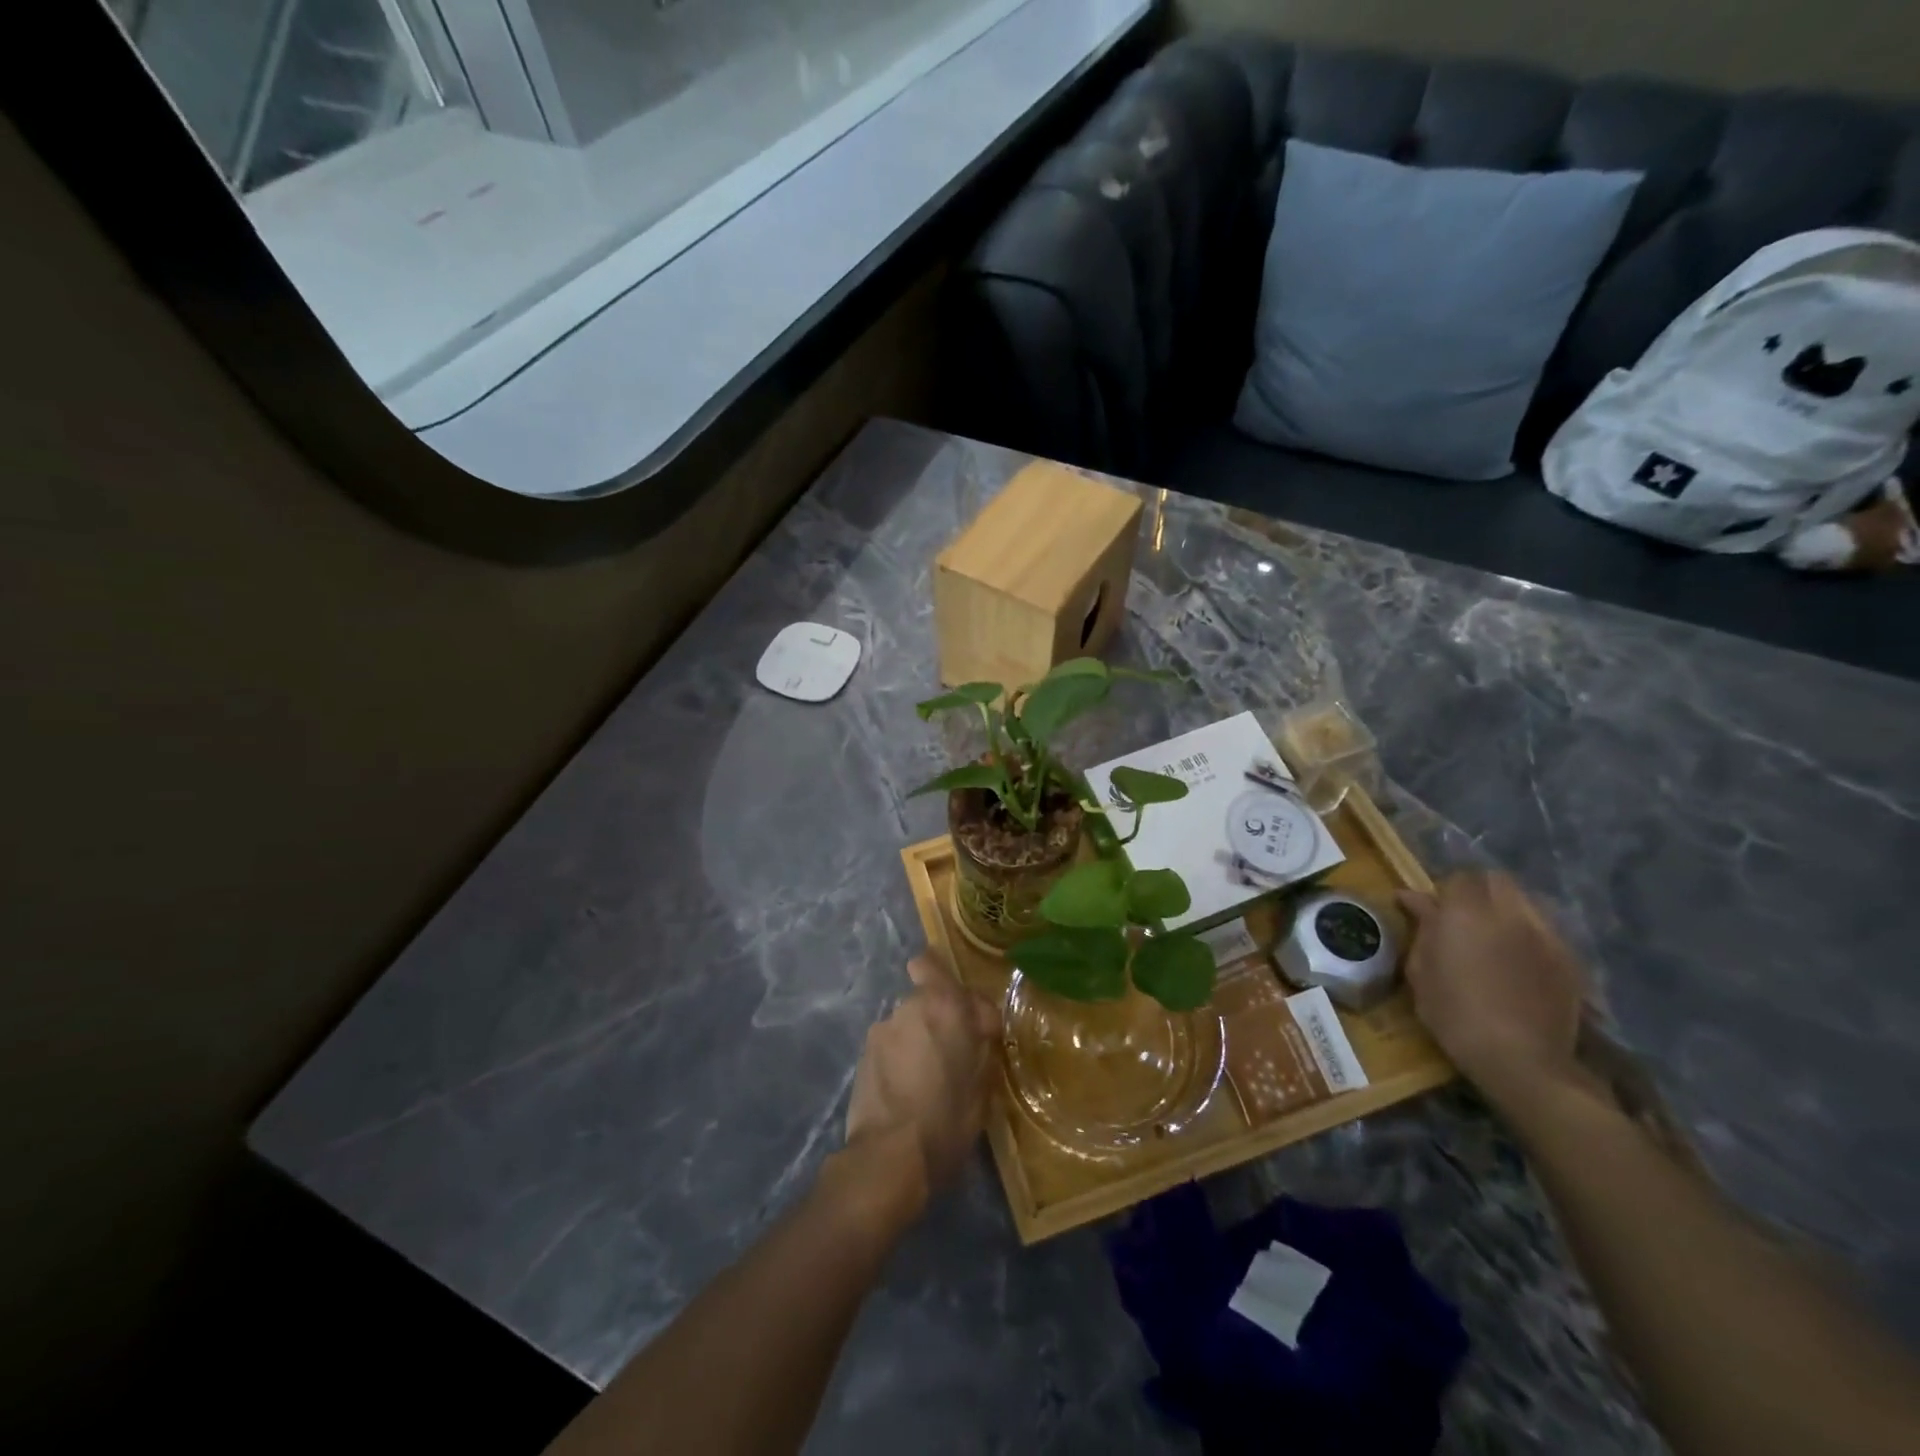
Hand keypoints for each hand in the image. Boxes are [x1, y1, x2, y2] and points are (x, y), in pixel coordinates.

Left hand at [843, 955, 999, 1212]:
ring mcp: (882, 1029)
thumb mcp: (983, 1086)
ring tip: (926, 1080)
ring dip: (919, 1040)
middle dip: (941, 1018)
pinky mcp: (863, 1055)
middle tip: (953, 1056)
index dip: (962, 997)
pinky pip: (892, 1046)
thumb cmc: (947, 1120)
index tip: (979, 1031)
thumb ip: (981, 1047)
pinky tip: (906, 1092)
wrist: (888, 1158)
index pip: (937, 966)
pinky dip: (901, 1059)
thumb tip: (978, 1034)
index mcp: (945, 1005)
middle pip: (927, 997)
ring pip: (909, 1023)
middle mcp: (909, 1006)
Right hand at [1398, 872, 1587, 1106]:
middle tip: (1461, 915)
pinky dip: (1528, 934)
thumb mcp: (1421, 972)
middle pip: (1496, 880)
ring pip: (1525, 901)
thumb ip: (1422, 929)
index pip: (1456, 878)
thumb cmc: (1454, 1014)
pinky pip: (1545, 929)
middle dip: (1477, 890)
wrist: (1521, 1059)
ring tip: (1493, 934)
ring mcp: (1544, 934)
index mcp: (1465, 912)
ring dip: (1505, 908)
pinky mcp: (1569, 958)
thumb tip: (1414, 900)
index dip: (1441, 891)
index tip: (1426, 909)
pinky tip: (1519, 958)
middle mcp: (1508, 913)